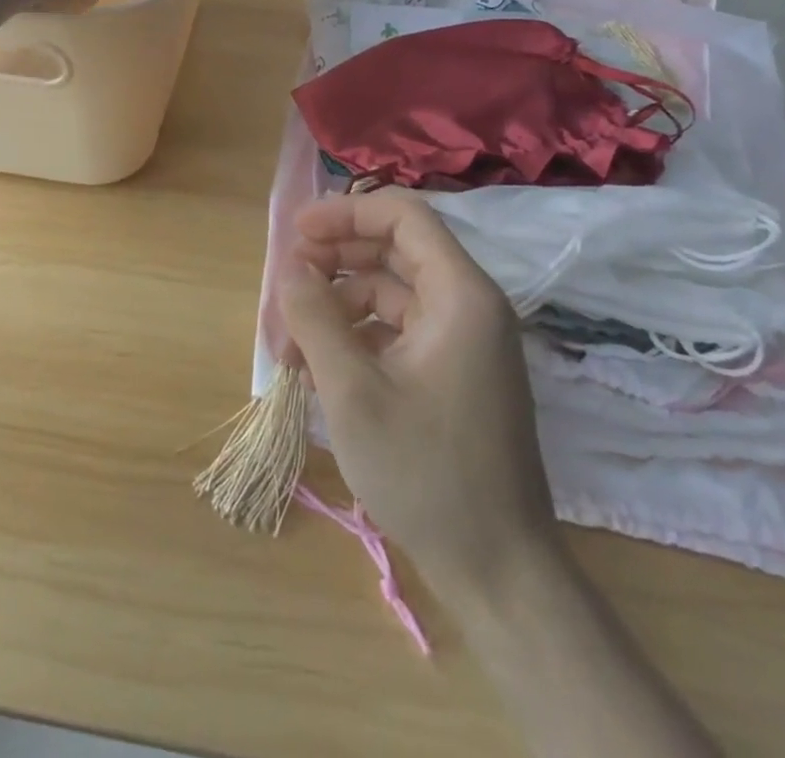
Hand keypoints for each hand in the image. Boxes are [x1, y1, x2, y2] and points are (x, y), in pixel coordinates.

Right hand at [277, 191, 560, 599]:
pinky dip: (358, 336)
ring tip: (290, 341)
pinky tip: (319, 366)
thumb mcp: (352, 391)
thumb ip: (315, 317)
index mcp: (461, 295)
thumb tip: (290, 268)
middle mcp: (469, 306)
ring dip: (339, 304)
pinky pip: (399, 330)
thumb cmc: (425, 472)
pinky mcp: (454, 372)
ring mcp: (465, 341)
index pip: (404, 217)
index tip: (297, 232)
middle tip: (287, 281)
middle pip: (396, 251)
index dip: (347, 213)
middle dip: (336, 258)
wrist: (498, 571)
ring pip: (392, 293)